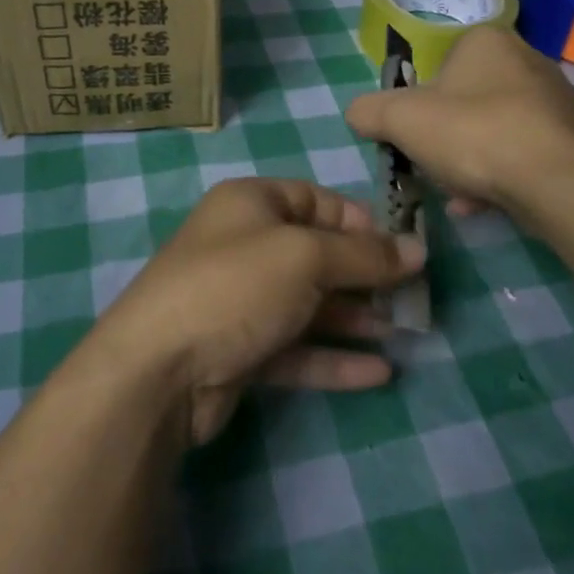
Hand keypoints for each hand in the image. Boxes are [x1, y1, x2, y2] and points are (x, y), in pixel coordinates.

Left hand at [84, 178, 424, 445]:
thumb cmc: (235, 287)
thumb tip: (417, 249)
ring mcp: (240, 301)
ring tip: (402, 334)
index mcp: (251, 204)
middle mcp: (244, 246)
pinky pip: (296, 348)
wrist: (156, 371)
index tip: (403, 248)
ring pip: (308, 304)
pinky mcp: (240, 350)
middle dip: (364, 275)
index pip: (316, 200)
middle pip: (316, 254)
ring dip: (354, 319)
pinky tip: (378, 374)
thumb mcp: (305, 257)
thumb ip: (364, 255)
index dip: (360, 222)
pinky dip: (334, 358)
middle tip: (412, 297)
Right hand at [345, 26, 573, 220]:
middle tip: (432, 166)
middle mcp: (527, 60)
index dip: (418, 102)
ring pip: (494, 131)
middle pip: (466, 100)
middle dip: (445, 137)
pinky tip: (482, 204)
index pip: (439, 64)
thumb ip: (369, 111)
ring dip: (469, 162)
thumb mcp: (400, 119)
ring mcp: (556, 100)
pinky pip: (522, 154)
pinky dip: (499, 176)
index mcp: (487, 40)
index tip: (412, 134)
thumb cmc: (474, 133)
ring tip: (457, 195)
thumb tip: (358, 114)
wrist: (557, 182)